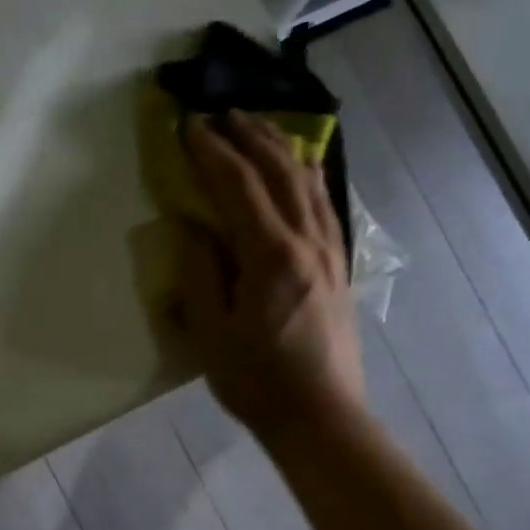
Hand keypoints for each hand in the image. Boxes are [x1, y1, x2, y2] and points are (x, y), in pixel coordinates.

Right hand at [170, 111, 366, 444]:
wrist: (320, 416)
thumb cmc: (256, 380)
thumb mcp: (211, 333)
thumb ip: (201, 274)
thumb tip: (195, 230)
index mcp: (271, 256)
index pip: (237, 188)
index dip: (212, 153)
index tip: (189, 127)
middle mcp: (307, 242)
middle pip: (279, 172)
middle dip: (249, 137)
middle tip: (223, 113)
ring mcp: (330, 253)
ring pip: (308, 183)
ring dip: (281, 149)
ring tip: (260, 127)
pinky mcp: (339, 268)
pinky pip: (325, 206)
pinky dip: (308, 177)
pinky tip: (302, 171)